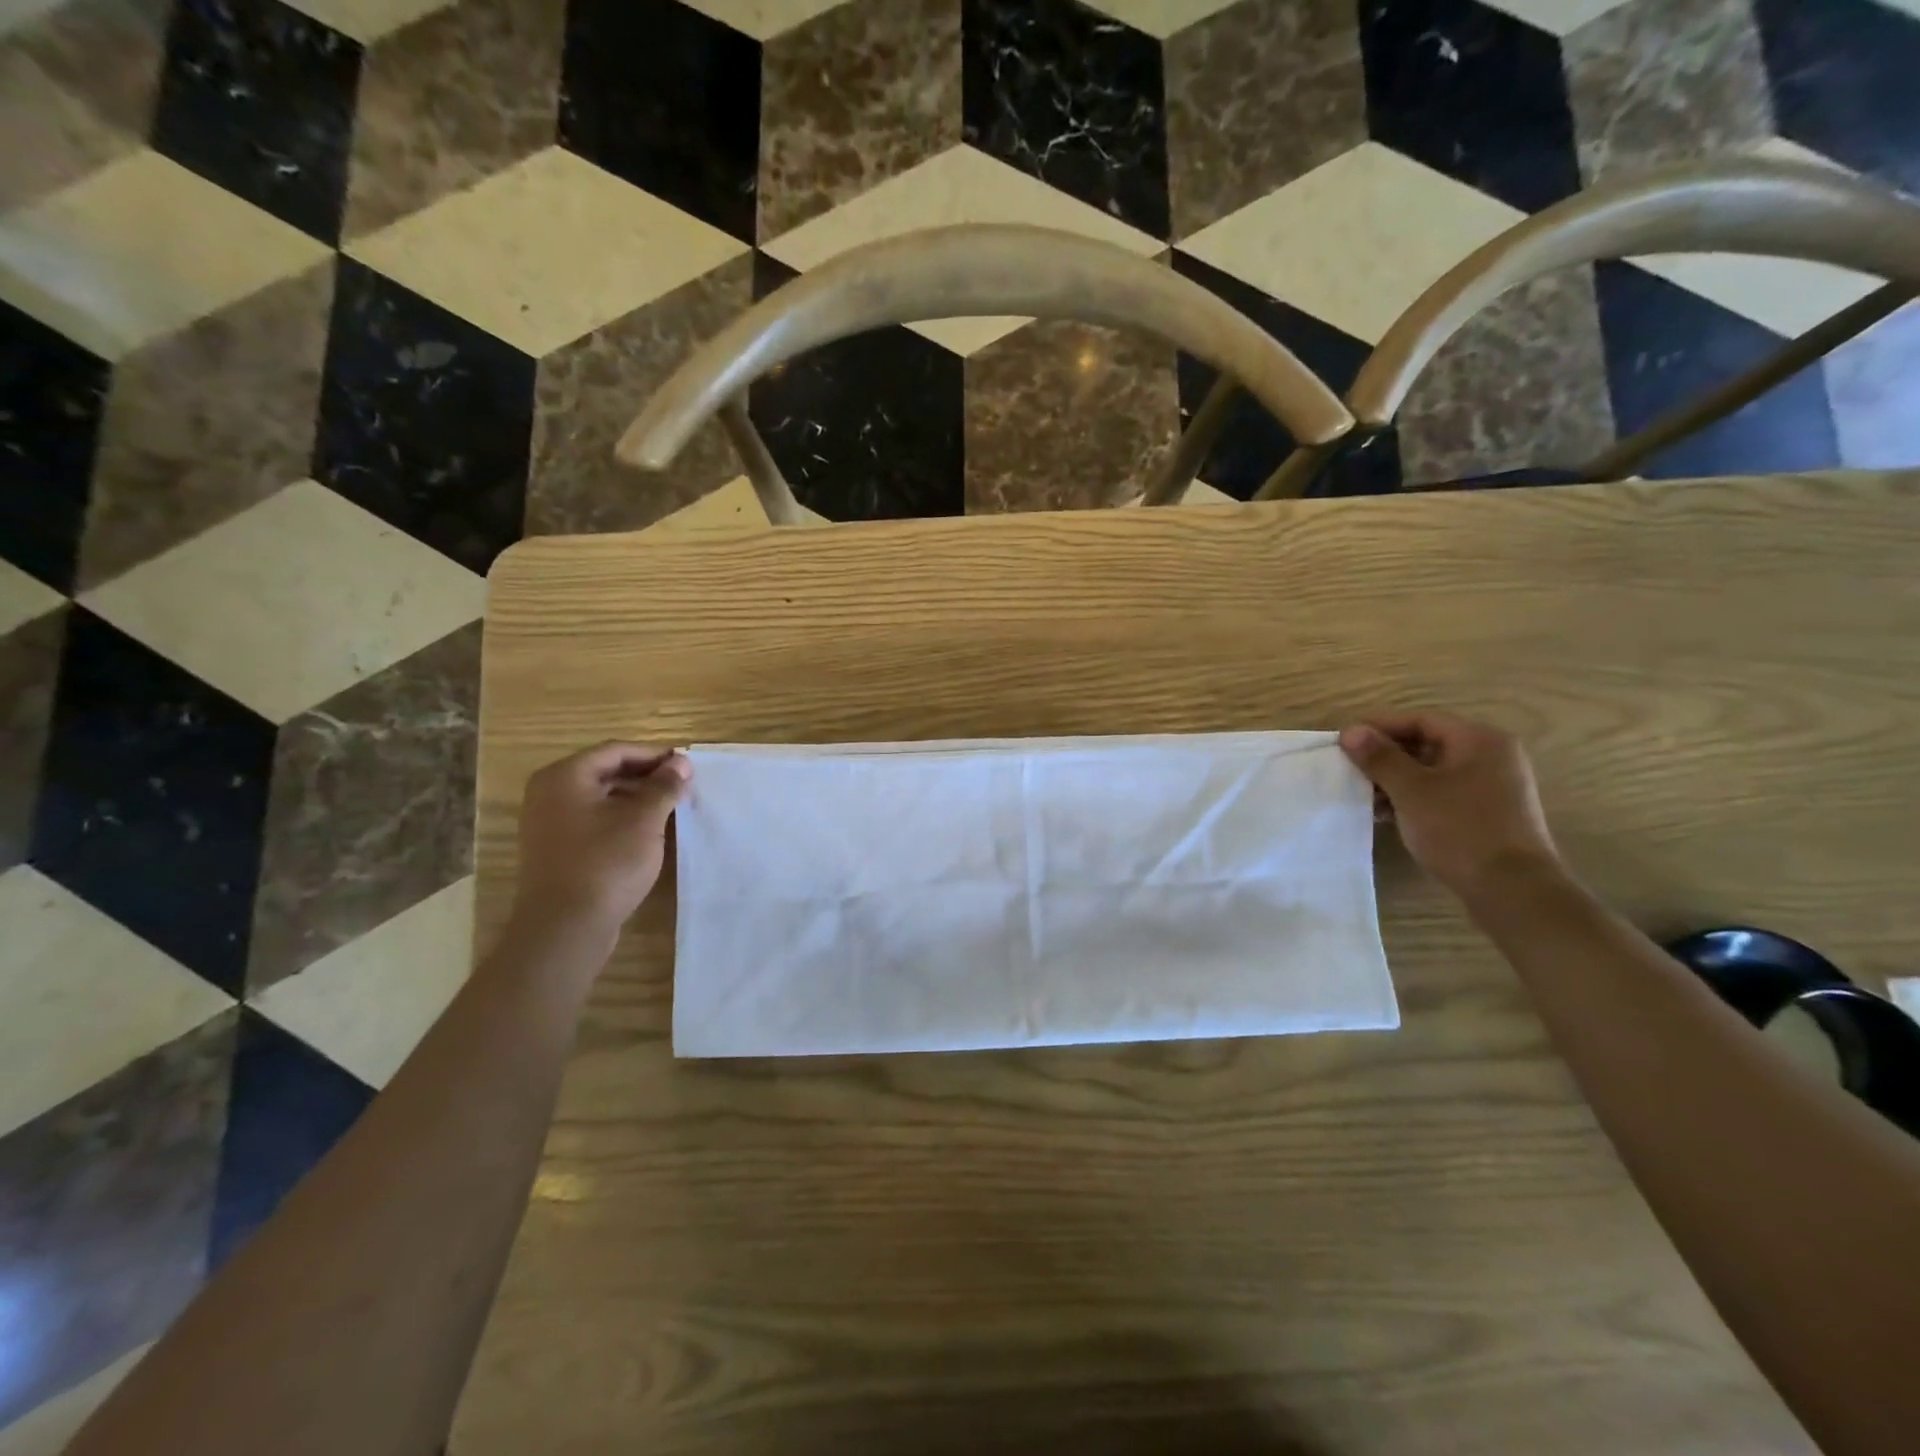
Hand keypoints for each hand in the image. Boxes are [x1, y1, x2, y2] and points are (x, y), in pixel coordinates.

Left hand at [512, 742, 691, 933]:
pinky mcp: (557, 850)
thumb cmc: (605, 862)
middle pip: (606, 772)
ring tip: (671, 809)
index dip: (654, 755)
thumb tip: (680, 763)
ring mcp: (549, 823)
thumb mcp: (643, 820)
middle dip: (647, 777)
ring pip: (601, 798)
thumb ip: (663, 786)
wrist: (565, 927)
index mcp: (565, 776)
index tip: (687, 767)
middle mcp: (550, 793)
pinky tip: (648, 833)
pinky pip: (594, 821)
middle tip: (683, 787)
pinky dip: (622, 819)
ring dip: (637, 799)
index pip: (616, 751)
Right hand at [1339, 713, 1561, 899]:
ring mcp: (1492, 786)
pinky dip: (1413, 798)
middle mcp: (1491, 756)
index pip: (1420, 721)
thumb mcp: (1411, 790)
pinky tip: (1386, 815)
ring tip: (1362, 796)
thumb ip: (1380, 758)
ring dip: (1395, 781)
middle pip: (1426, 744)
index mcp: (1479, 740)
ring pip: (1431, 771)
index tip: (1344, 741)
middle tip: (1349, 769)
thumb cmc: (1460, 830)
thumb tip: (1351, 731)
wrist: (1512, 890)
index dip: (1379, 727)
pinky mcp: (1487, 813)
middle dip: (1385, 757)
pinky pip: (1442, 793)